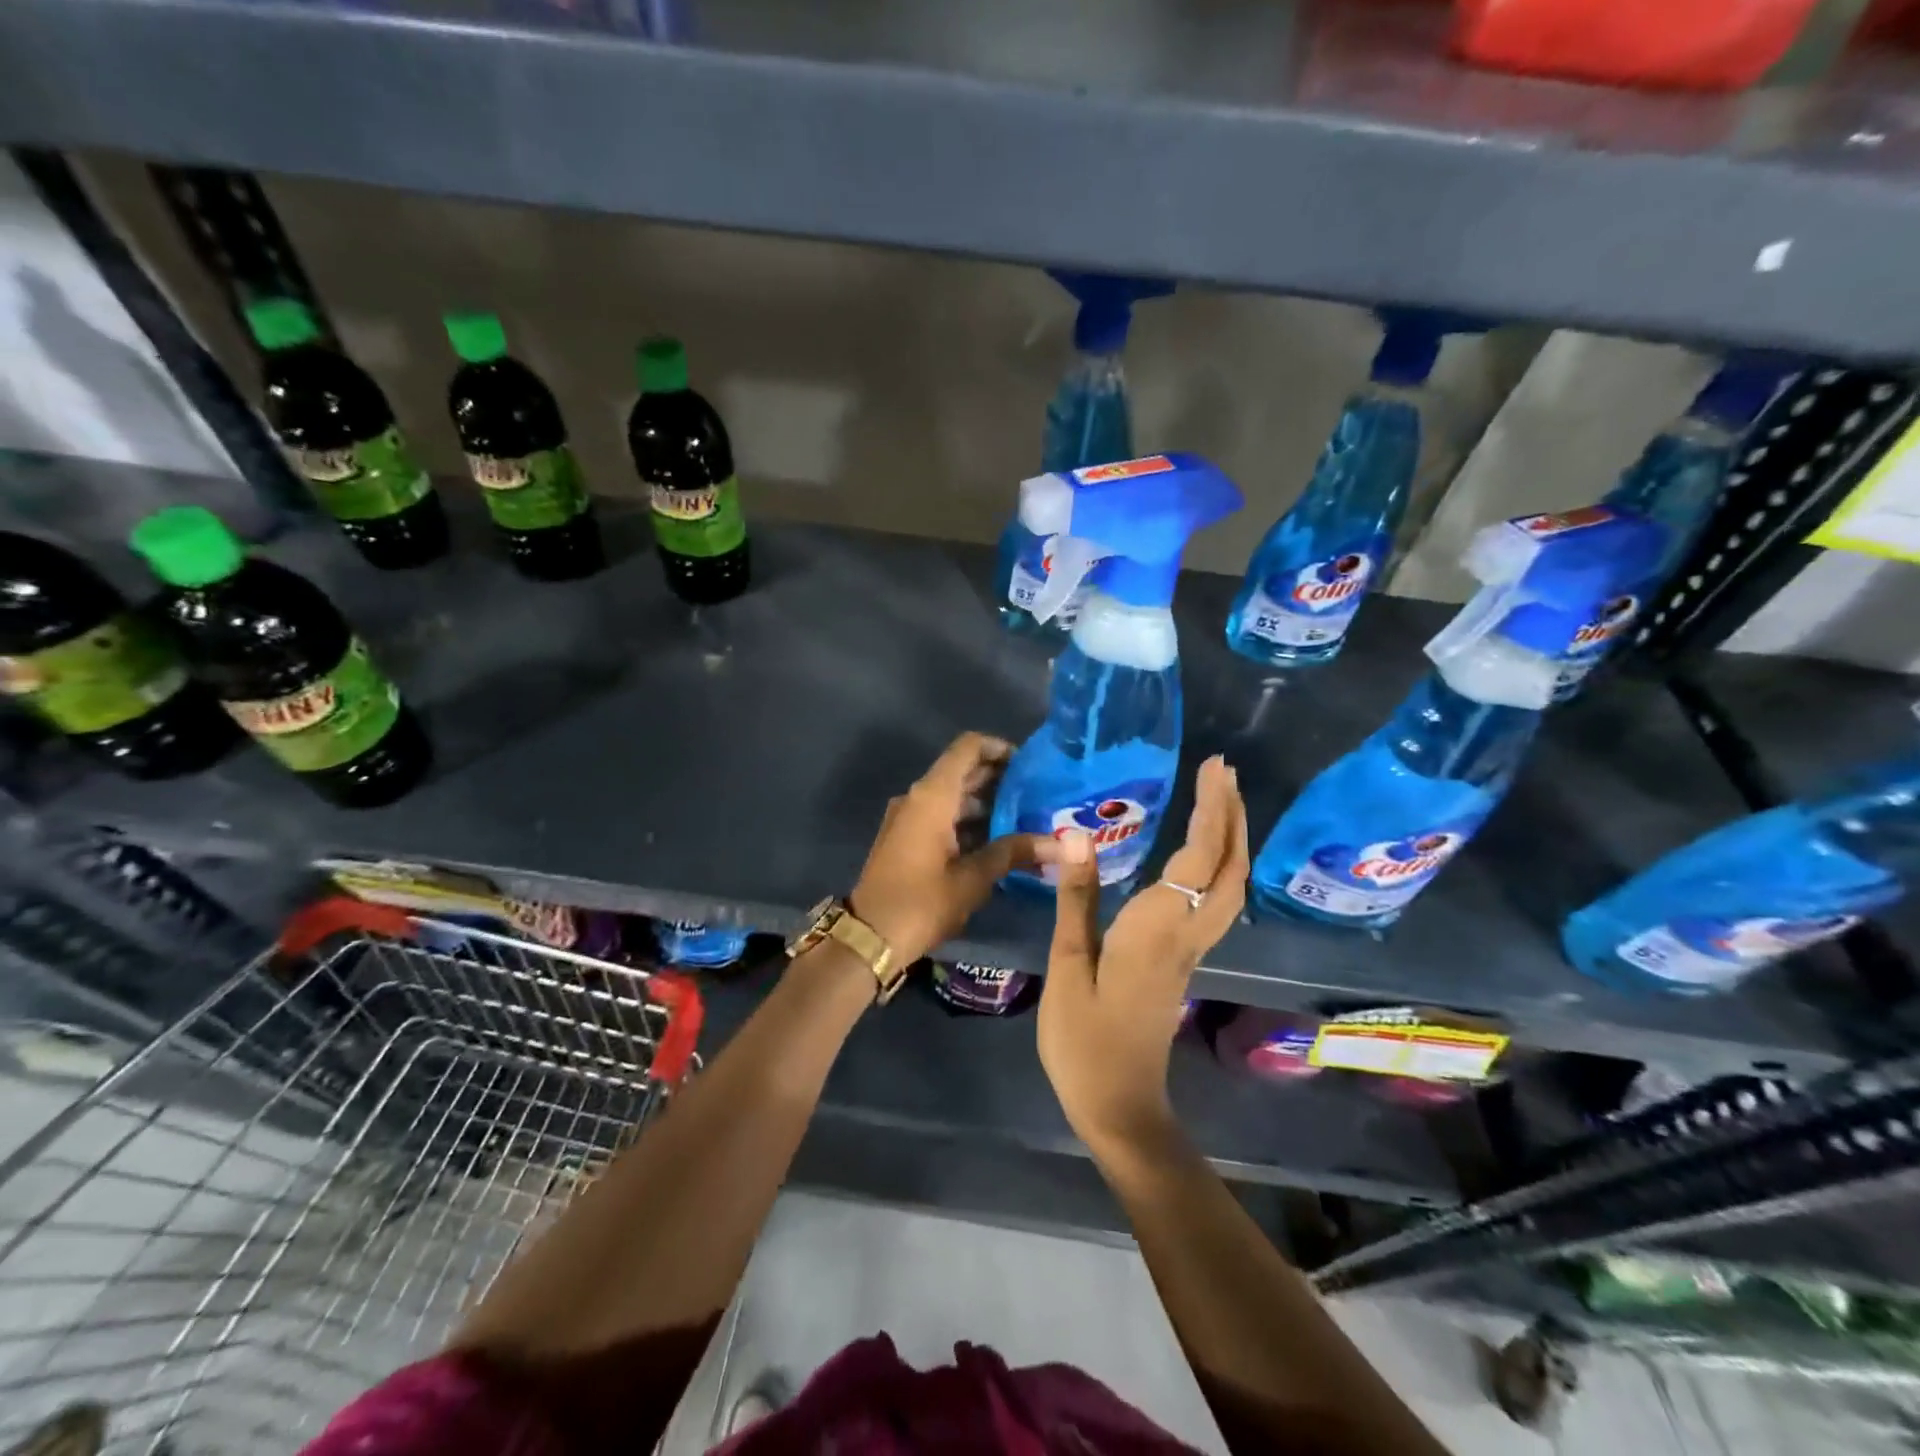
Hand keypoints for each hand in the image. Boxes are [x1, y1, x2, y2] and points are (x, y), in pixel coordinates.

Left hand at [849, 732, 1064, 969]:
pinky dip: (967, 820)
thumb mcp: (973, 878)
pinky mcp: (904, 837)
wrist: (868, 937)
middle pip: (961, 770)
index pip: (968, 747)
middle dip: (998, 778)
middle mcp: (918, 797)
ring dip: (985, 802)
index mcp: (932, 796)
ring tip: (1024, 819)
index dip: (999, 748)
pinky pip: (940, 815)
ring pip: (952, 795)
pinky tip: (996, 842)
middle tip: (1036, 794)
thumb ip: (1014, 852)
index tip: (1029, 765)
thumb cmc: (922, 903)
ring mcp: (908, 817)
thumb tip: (1060, 844)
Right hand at [1038, 755, 1248, 1159]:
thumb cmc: (1084, 1040)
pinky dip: (1221, 866)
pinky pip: (1218, 902)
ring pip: (1231, 887)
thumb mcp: (1069, 967)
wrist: (1120, 1107)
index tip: (1212, 768)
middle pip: (1229, 868)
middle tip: (1222, 772)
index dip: (1210, 810)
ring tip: (1220, 801)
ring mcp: (1191, 951)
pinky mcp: (1184, 962)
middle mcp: (1187, 934)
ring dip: (1232, 839)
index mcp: (1159, 930)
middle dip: (1231, 815)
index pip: (1198, 858)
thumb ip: (1077, 900)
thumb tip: (1078, 835)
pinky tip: (1203, 855)